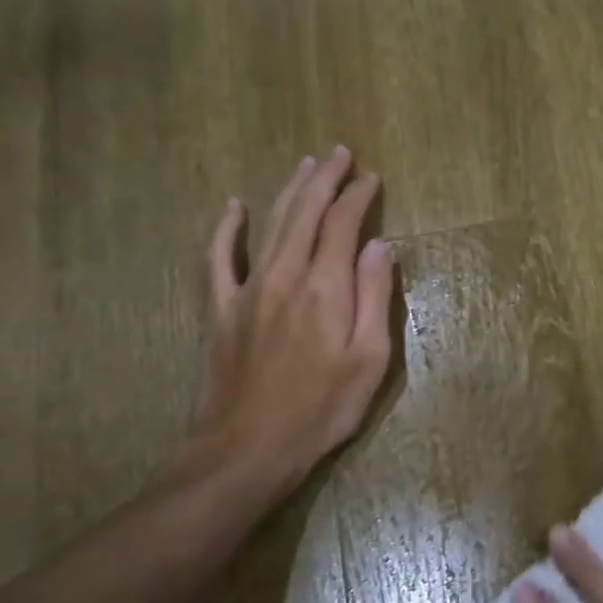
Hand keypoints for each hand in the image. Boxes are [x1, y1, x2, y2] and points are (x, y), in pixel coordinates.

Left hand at [187, 147, 395, 497]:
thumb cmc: (322, 409)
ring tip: (306, 165)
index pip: (343, 225)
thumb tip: (382, 246)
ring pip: (271, 225)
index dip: (359, 196)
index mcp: (326, 288)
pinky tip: (234, 207)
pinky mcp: (223, 309)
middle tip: (341, 153)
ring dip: (290, 191)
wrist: (247, 449)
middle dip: (326, 179)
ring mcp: (248, 289)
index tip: (372, 178)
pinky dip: (227, 228)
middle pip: (306, 213)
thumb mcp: (369, 359)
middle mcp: (285, 276)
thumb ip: (376, 298)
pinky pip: (220, 258)